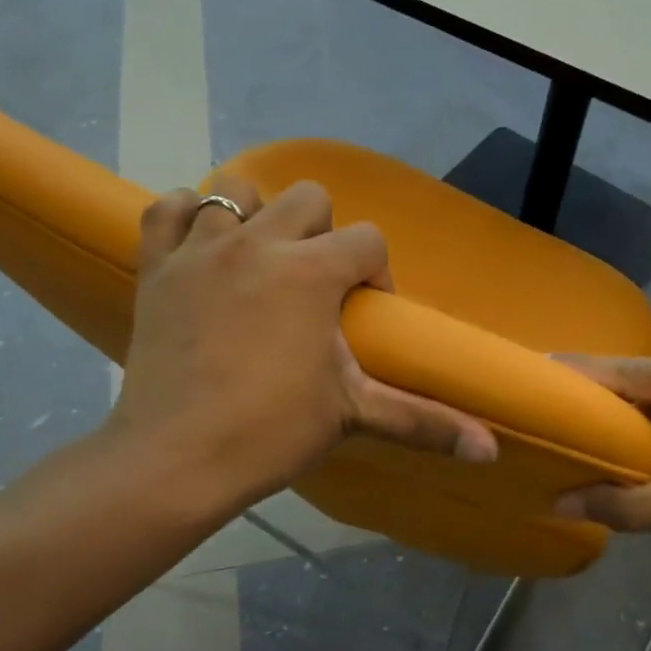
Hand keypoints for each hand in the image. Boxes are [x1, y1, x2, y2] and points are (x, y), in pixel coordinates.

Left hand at [102, 175, 496, 525]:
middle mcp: (258, 242)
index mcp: (311, 271)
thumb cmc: (270, 432)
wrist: (175, 459)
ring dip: (256, 218)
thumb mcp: (352, 415)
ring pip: (236, 191)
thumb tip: (493, 451)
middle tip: (313, 288)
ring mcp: (201, 249)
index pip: (368, 240)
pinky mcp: (157, 265)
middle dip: (322, 235)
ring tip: (259, 263)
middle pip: (308, 197)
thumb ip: (424, 422)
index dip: (375, 273)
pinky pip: (170, 208)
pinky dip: (188, 218)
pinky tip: (202, 248)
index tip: (361, 315)